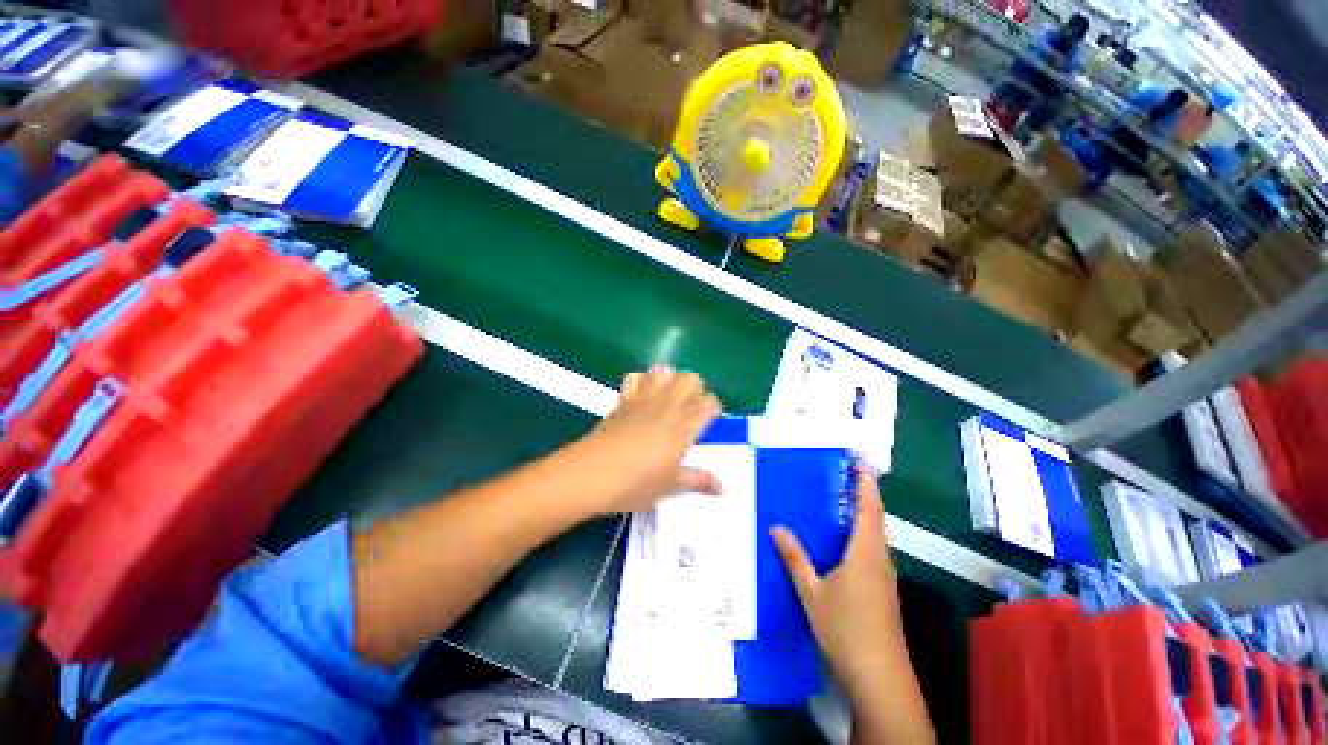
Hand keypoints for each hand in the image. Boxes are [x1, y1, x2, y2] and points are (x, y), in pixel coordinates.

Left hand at [573, 366, 722, 514]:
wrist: (593, 473)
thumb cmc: (636, 483)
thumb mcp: (670, 486)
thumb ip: (697, 481)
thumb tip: (721, 489)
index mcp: (685, 425)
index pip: (710, 402)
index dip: (713, 409)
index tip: (709, 422)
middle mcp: (668, 405)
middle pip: (691, 378)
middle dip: (696, 390)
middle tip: (690, 410)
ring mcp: (644, 398)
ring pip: (665, 371)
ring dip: (671, 380)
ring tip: (668, 399)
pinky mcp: (624, 399)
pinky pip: (635, 377)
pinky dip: (643, 380)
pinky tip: (643, 396)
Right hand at [771, 466, 903, 698]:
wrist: (878, 674)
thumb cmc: (845, 628)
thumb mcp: (811, 591)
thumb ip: (794, 557)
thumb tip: (775, 527)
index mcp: (864, 552)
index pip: (868, 508)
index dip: (866, 482)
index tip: (861, 460)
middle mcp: (879, 557)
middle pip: (877, 517)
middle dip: (866, 492)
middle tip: (847, 473)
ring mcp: (884, 574)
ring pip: (878, 533)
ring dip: (866, 512)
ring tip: (844, 497)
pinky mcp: (883, 587)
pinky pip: (874, 548)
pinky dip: (864, 532)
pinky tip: (845, 538)